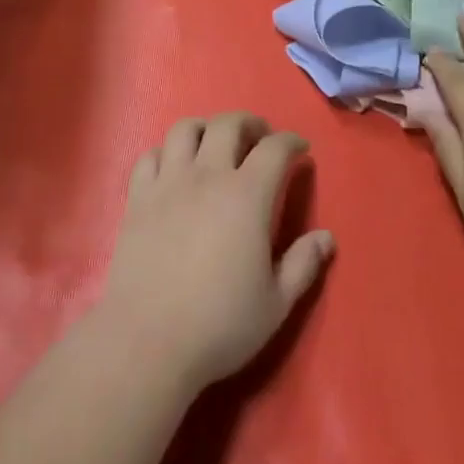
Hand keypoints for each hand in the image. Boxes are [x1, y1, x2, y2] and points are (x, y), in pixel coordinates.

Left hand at [95, 113, 334, 392]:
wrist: (147, 340)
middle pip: (228, 124)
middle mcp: (207, 177)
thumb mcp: (276, 303)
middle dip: (250, 123)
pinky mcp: (137, 198)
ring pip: (185, 129)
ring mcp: (168, 183)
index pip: (274, 149)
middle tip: (260, 137)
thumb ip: (303, 264)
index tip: (300, 149)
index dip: (291, 142)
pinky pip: (150, 156)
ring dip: (206, 128)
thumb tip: (326, 237)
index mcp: (247, 196)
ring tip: (215, 143)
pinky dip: (166, 152)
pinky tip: (174, 167)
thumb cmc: (220, 324)